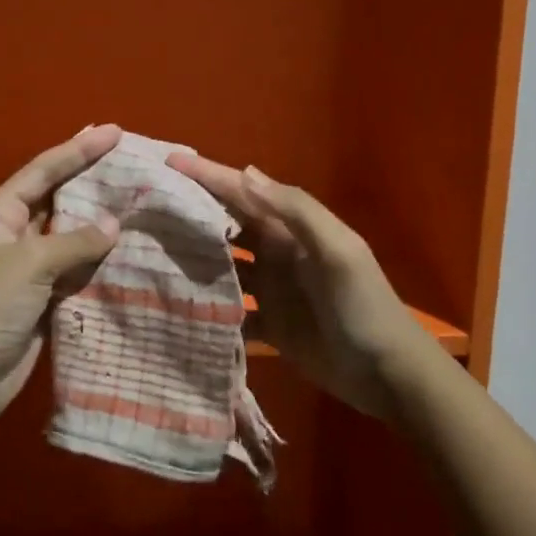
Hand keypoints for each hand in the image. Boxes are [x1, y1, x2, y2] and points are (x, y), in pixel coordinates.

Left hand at [0, 125, 122, 423]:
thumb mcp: (28, 264)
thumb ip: (74, 240)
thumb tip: (115, 223)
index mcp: (1, 214)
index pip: (44, 171)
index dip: (78, 149)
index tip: (114, 132)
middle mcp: (16, 234)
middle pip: (60, 198)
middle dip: (92, 180)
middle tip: (133, 163)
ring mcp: (31, 269)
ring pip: (73, 235)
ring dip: (102, 222)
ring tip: (142, 201)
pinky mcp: (45, 299)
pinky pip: (79, 270)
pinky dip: (102, 260)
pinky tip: (132, 250)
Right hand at [165, 154, 436, 419]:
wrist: (388, 374)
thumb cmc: (363, 306)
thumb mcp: (337, 251)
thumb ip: (295, 211)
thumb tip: (244, 172)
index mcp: (293, 229)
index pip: (244, 193)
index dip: (209, 175)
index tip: (170, 162)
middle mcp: (278, 252)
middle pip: (228, 224)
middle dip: (193, 210)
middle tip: (148, 203)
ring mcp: (272, 290)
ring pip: (224, 265)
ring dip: (193, 256)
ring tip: (149, 250)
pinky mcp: (269, 325)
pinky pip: (229, 310)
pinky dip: (206, 306)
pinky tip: (174, 305)